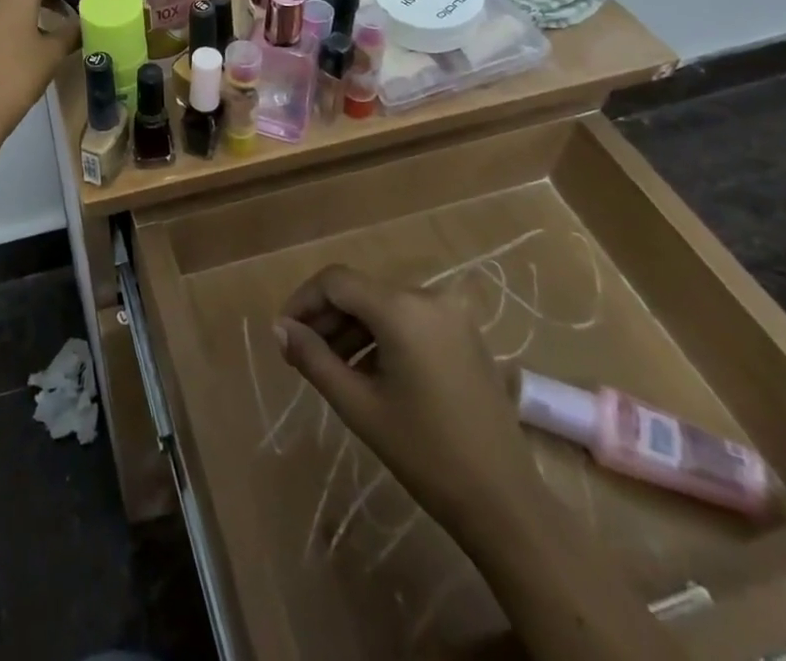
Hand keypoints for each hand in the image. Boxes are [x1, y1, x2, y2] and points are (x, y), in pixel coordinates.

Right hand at [275, 265, 529, 522]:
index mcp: (402, 308)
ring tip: (330, 367)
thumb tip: (279, 328)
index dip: (303, 301)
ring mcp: (452, 314)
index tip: (283, 332)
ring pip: (384, 305)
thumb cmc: (426, 454)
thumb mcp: (360, 406)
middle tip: (301, 353)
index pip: (336, 281)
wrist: (506, 503)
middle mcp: (428, 296)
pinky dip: (382, 336)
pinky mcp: (465, 334)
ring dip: (352, 328)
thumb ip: (314, 359)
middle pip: (360, 291)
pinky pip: (409, 319)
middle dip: (326, 318)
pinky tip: (368, 371)